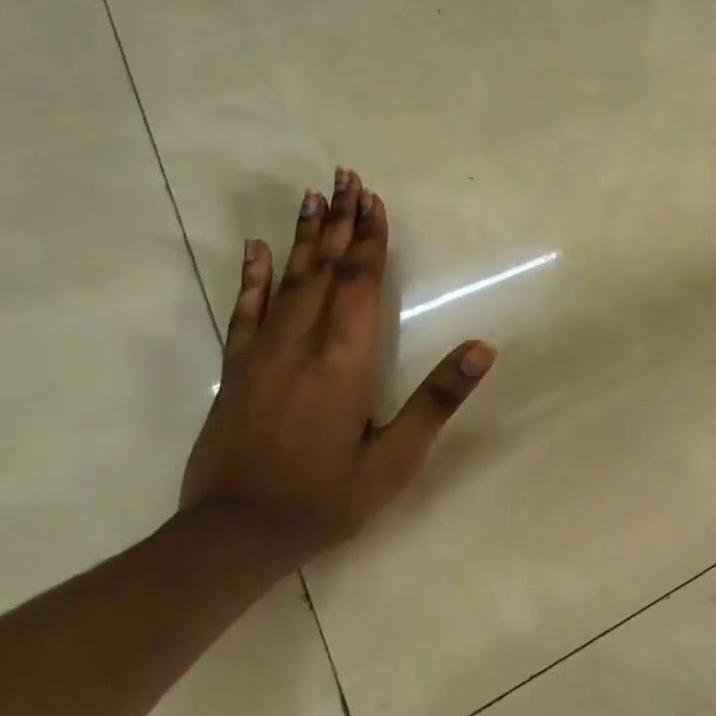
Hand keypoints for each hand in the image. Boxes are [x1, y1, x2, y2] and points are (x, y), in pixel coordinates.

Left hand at [180, 168, 494, 570]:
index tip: (374, 199)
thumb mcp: (396, 460)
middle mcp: (300, 345)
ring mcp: (262, 354)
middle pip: (324, 270)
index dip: (370, 240)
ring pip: (287, 280)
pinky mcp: (236, 370)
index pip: (359, 284)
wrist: (232, 538)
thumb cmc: (325, 499)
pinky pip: (245, 310)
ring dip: (305, 236)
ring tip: (313, 195)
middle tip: (346, 176)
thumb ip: (438, 400)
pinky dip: (253, 276)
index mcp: (343, 362)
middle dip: (340, 222)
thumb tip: (483, 348)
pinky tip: (257, 247)